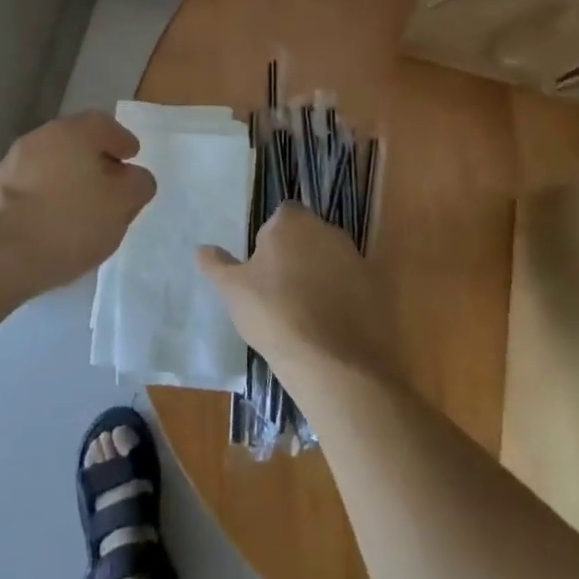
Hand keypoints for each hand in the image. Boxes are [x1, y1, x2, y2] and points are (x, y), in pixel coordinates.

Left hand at [0, 112, 155, 290]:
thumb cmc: (69, 222)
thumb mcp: (121, 205)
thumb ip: (138, 185)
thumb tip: (135, 177)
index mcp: (74, 131)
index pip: (105, 125)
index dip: (122, 142)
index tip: (131, 159)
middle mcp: (41, 136)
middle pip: (77, 143)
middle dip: (96, 162)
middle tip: (111, 187)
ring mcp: (13, 162)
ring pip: (53, 164)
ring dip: (70, 180)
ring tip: (84, 211)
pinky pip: (33, 187)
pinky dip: (48, 197)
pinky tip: (55, 223)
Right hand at [197, 203, 401, 387]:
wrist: (334, 363)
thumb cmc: (274, 314)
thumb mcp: (233, 291)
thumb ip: (217, 265)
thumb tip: (202, 249)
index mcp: (292, 222)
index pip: (281, 215)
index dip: (270, 238)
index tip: (262, 267)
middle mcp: (328, 230)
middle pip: (307, 235)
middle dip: (296, 255)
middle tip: (278, 290)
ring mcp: (356, 259)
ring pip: (331, 260)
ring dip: (319, 275)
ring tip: (303, 312)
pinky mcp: (376, 289)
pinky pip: (351, 286)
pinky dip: (341, 298)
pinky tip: (328, 327)